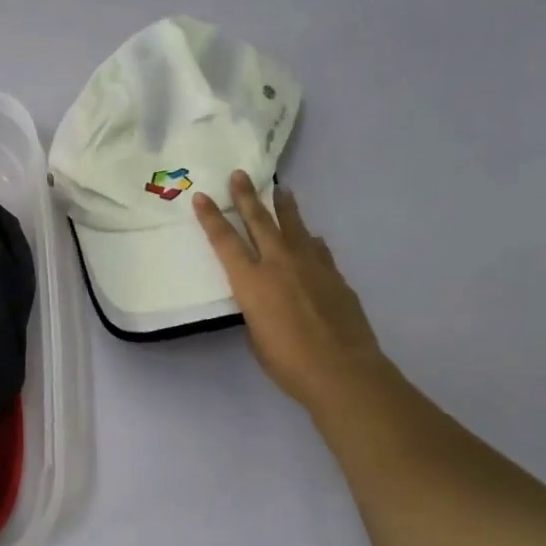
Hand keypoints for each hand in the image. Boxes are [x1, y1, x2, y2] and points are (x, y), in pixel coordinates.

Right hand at [194, 170, 385, 410]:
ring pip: (294, 227)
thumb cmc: (287, 362)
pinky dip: (310, 240)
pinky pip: (318, 250)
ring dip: (284, 207)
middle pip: (259, 221)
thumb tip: (265, 300)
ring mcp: (311, 266)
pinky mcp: (335, 276)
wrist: (342, 371)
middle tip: (240, 175)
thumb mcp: (256, 335)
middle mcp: (279, 264)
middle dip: (246, 197)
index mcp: (251, 281)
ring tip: (280, 189)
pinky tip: (312, 238)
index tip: (202, 197)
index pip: (225, 241)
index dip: (211, 218)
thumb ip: (256, 310)